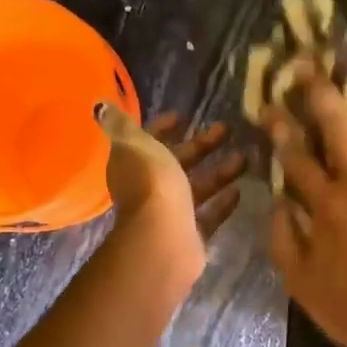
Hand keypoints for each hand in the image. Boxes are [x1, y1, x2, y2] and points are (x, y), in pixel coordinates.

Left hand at [95, 105, 244, 275]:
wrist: (164, 238)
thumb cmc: (153, 184)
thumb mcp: (136, 145)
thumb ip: (123, 126)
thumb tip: (101, 107)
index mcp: (135, 165)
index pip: (147, 141)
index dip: (162, 127)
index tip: (184, 116)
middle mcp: (151, 189)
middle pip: (177, 162)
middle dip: (201, 145)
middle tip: (226, 129)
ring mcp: (171, 213)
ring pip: (197, 187)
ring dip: (219, 172)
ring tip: (244, 157)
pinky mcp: (191, 234)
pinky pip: (209, 215)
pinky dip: (222, 203)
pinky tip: (239, 190)